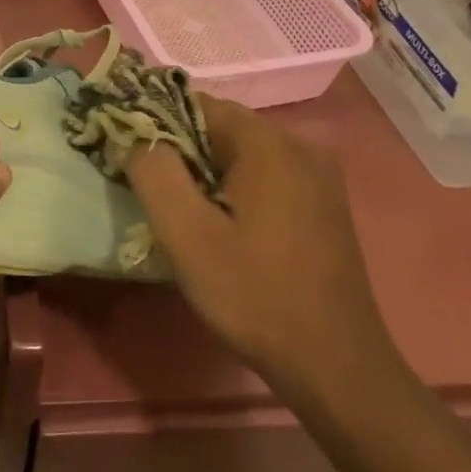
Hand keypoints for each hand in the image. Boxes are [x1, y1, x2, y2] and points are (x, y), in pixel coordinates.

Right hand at [126, 94, 400, 411]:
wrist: (336, 367)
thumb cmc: (254, 295)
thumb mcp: (186, 235)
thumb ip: (154, 172)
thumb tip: (135, 134)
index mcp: (269, 144)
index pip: (198, 104)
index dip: (159, 125)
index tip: (135, 160)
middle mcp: (301, 146)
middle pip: (222, 128)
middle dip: (183, 152)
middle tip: (158, 195)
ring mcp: (320, 177)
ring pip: (244, 154)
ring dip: (209, 173)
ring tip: (188, 216)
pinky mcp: (326, 205)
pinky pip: (268, 176)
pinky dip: (238, 189)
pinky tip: (228, 230)